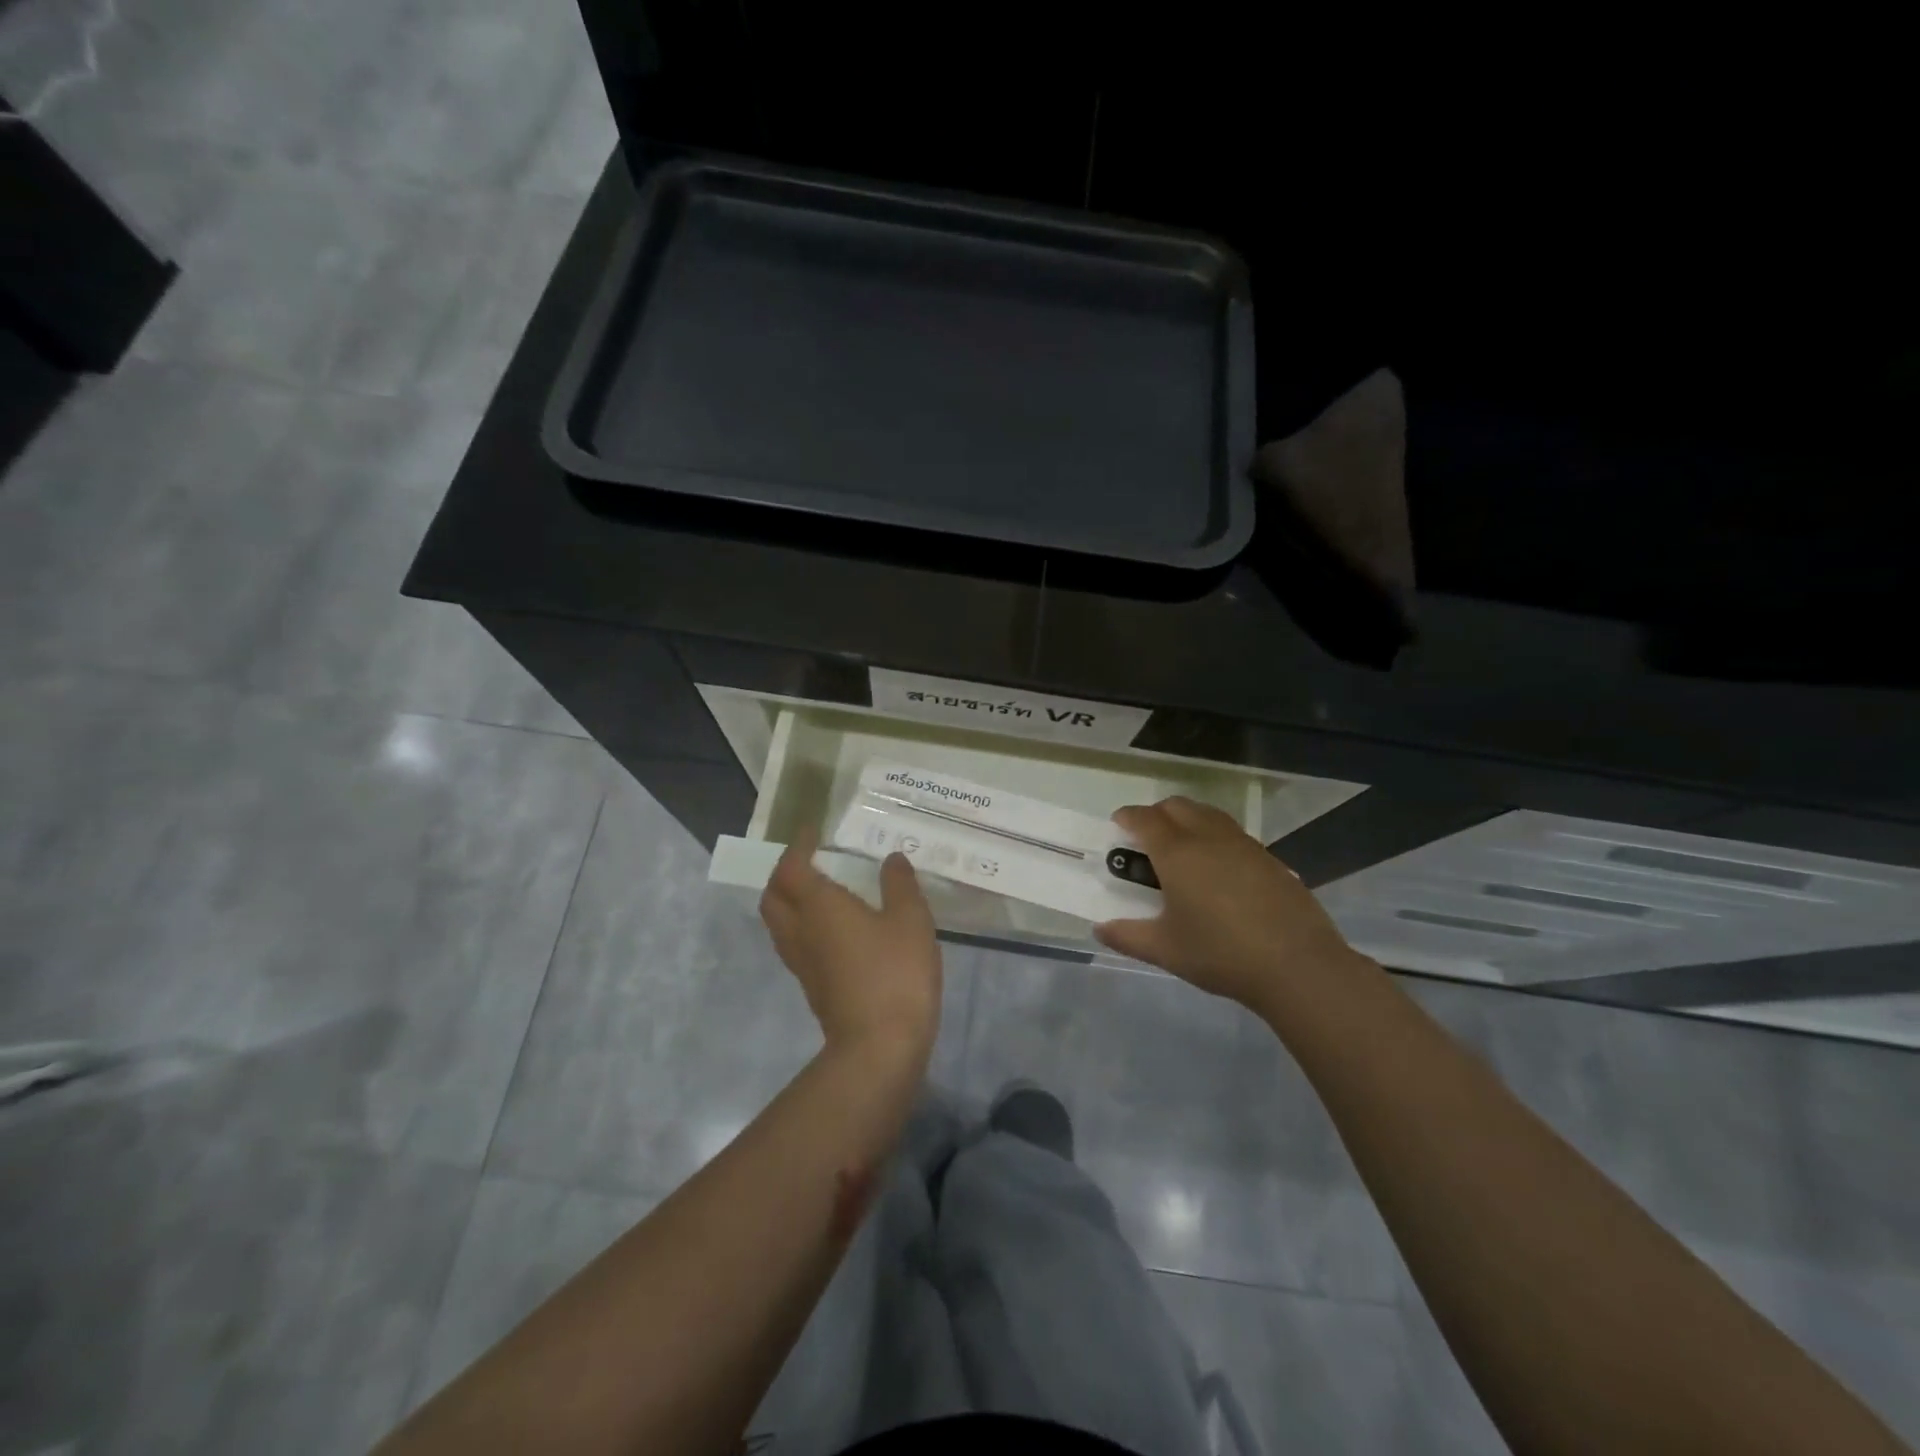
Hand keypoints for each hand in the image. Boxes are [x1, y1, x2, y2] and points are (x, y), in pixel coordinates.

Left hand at [760, 828, 941, 1059]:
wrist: (879, 1047)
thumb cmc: (895, 973)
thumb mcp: (911, 919)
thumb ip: (900, 884)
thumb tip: (891, 859)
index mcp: (818, 906)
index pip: (791, 867)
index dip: (797, 846)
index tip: (812, 831)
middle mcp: (800, 930)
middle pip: (773, 896)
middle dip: (783, 873)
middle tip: (809, 861)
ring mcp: (802, 962)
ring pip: (779, 923)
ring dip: (789, 901)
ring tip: (818, 890)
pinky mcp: (811, 986)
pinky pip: (794, 944)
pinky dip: (802, 925)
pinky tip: (833, 929)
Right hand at [1095, 796, 1360, 1009]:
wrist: (1297, 965)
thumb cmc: (1221, 953)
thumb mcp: (1166, 950)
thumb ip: (1128, 936)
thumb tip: (1099, 929)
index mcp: (1177, 853)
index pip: (1145, 819)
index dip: (1127, 817)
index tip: (1118, 824)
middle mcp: (1208, 837)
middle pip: (1177, 806)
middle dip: (1157, 813)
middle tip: (1147, 837)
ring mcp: (1243, 844)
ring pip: (1208, 814)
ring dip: (1188, 819)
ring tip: (1182, 848)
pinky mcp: (1269, 858)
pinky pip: (1232, 833)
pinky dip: (1214, 836)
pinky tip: (1218, 869)